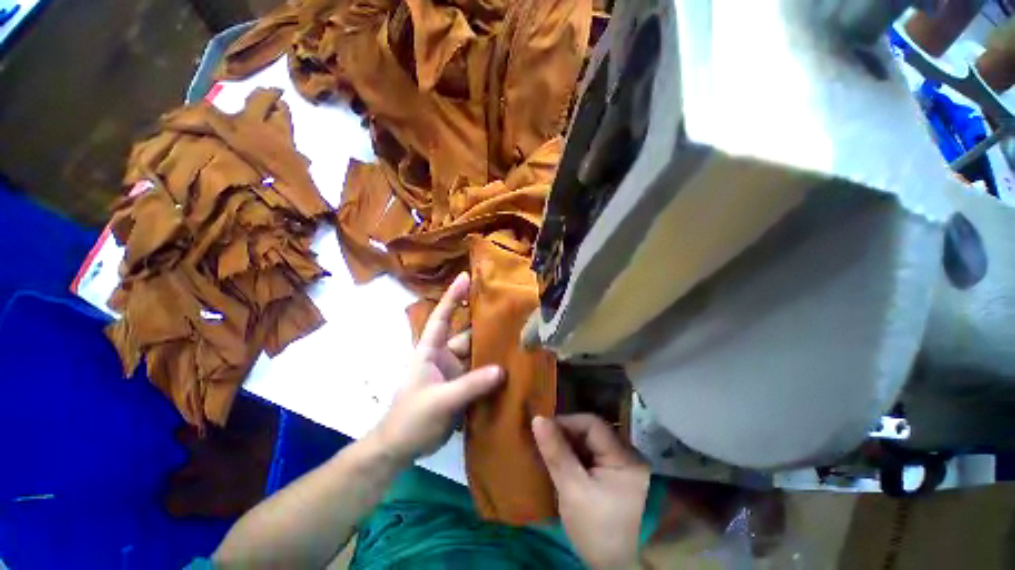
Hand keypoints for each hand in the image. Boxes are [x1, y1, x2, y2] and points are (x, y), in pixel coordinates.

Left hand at [371, 272, 503, 462]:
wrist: (402, 448)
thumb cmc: (411, 418)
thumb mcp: (439, 400)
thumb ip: (469, 385)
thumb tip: (501, 370)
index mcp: (430, 350)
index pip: (441, 317)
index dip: (452, 296)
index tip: (465, 277)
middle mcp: (444, 356)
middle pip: (467, 335)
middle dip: (485, 325)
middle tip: (510, 313)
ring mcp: (455, 372)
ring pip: (476, 355)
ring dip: (493, 350)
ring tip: (518, 340)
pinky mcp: (463, 388)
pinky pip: (481, 374)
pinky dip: (494, 371)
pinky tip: (513, 368)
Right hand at [533, 414, 649, 569]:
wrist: (617, 569)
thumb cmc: (597, 529)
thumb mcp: (572, 490)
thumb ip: (556, 452)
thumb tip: (537, 419)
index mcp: (624, 456)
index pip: (591, 424)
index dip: (566, 423)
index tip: (544, 431)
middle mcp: (628, 454)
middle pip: (591, 433)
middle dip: (566, 436)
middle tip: (544, 445)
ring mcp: (623, 465)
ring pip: (590, 444)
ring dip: (569, 446)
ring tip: (551, 454)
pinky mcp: (616, 475)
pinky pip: (592, 456)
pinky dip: (576, 457)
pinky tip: (563, 465)